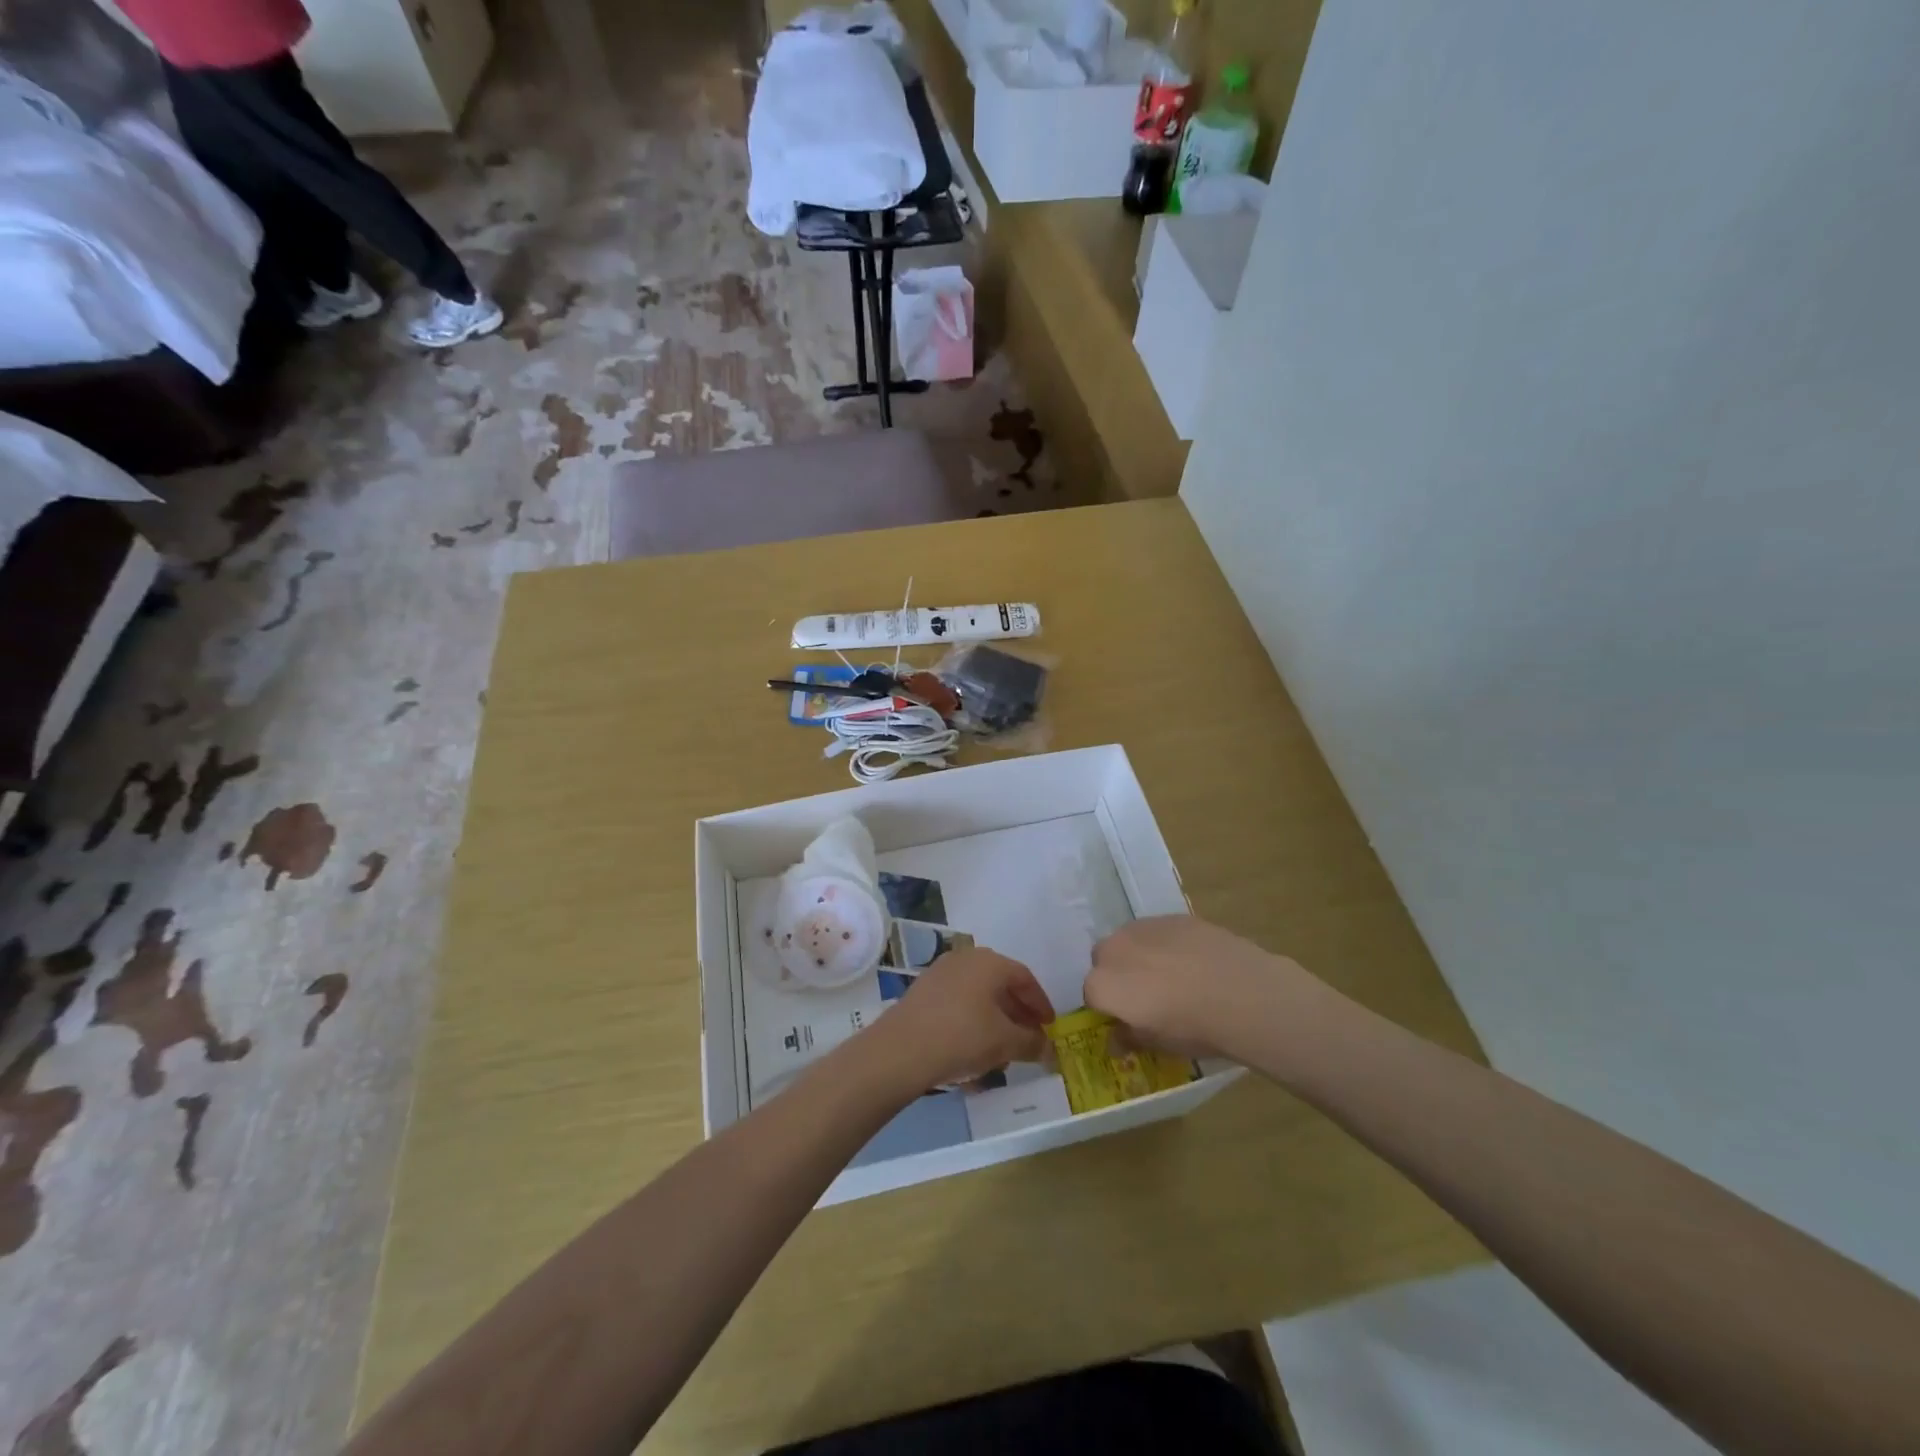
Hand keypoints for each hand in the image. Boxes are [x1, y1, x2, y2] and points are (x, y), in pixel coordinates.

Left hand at [868, 948, 1054, 1091]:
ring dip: (994, 1019)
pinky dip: (972, 1022)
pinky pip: (957, 1003)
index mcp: (989, 962)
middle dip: (1018, 1012)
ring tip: (1003, 1049)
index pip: (1024, 977)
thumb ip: (1031, 1043)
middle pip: (1000, 983)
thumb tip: (1049, 1048)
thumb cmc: (962, 1037)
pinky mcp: (922, 992)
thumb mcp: (1005, 1043)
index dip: (1040, 1003)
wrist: (901, 1050)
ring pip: (977, 994)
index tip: (1050, 1026)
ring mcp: (940, 973)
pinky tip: (973, 1051)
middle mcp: (965, 959)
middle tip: (1029, 1036)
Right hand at [1085, 916, 1309, 1060]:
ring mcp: (1143, 928)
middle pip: (1104, 960)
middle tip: (1147, 997)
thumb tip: (1116, 1039)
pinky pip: (1158, 932)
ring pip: (1130, 941)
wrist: (1241, 994)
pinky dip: (1166, 944)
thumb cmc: (1192, 1028)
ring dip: (1139, 956)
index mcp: (1102, 984)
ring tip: (1172, 976)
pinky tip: (1193, 961)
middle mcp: (1114, 949)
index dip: (1108, 1008)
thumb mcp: (1157, 1044)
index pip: (1091, 995)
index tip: (1128, 1019)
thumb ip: (1129, 1038)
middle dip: (1118, 975)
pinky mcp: (1171, 917)